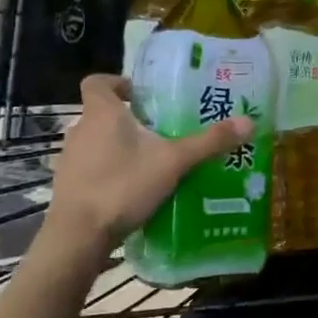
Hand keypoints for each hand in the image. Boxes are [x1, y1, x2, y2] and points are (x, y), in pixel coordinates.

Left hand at [46, 74, 253, 245]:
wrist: (78, 235)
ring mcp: (70, 159)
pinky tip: (133, 189)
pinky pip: (92, 168)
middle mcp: (80, 130)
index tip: (140, 95)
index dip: (117, 83)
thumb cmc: (123, 185)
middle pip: (102, 113)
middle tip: (160, 130)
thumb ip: (209, 142)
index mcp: (101, 113)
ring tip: (151, 161)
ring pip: (97, 142)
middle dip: (129, 119)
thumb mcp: (174, 161)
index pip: (98, 82)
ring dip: (119, 146)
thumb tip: (249, 122)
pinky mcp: (68, 186)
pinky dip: (110, 171)